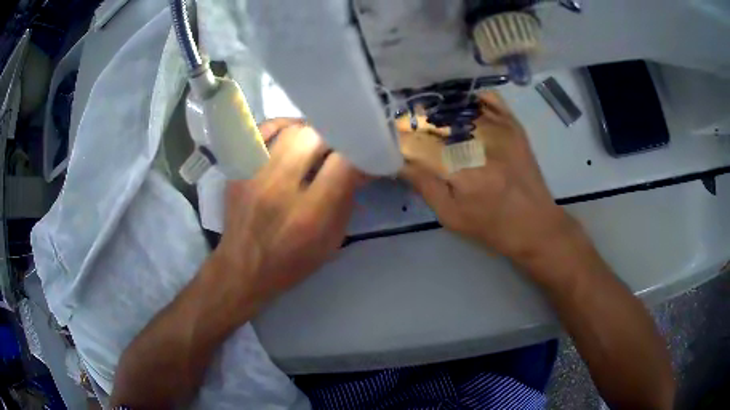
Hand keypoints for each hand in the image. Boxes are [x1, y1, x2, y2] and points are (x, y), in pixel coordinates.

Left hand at [213, 119, 365, 308]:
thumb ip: (348, 198)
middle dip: (334, 139)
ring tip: (316, 142)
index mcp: (309, 213)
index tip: (364, 154)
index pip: (343, 162)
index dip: (359, 152)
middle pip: (315, 137)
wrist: (243, 268)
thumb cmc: (292, 261)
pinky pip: (261, 130)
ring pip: (290, 130)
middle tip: (338, 149)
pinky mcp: (237, 169)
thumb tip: (361, 164)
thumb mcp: (331, 239)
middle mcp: (279, 188)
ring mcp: (253, 175)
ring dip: (310, 132)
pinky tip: (290, 135)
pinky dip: (281, 126)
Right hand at [400, 92, 574, 261]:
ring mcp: (500, 127)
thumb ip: (423, 185)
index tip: (391, 142)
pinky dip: (468, 99)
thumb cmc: (491, 228)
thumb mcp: (451, 217)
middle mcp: (481, 141)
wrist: (536, 224)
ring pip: (456, 105)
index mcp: (463, 171)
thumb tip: (399, 160)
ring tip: (430, 121)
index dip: (399, 139)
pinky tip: (459, 112)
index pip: (417, 142)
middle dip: (415, 123)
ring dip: (437, 110)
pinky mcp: (513, 123)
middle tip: (409, 132)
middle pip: (434, 118)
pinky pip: (485, 97)